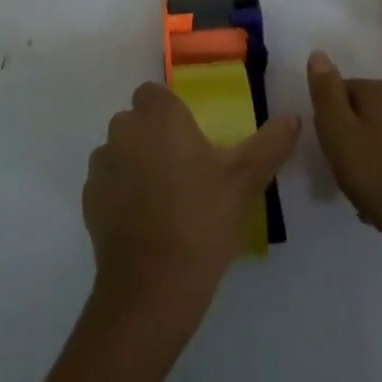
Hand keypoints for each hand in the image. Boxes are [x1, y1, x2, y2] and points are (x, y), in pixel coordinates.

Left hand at [83, 82, 299, 324]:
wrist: (151, 287)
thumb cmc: (202, 220)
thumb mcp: (245, 181)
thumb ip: (270, 143)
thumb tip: (293, 118)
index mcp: (158, 115)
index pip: (155, 94)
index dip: (172, 113)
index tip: (193, 141)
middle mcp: (123, 129)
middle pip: (137, 121)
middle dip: (155, 137)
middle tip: (186, 172)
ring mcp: (101, 164)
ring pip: (120, 150)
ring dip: (136, 163)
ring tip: (166, 201)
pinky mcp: (89, 198)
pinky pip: (107, 183)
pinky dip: (121, 193)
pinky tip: (146, 223)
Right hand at [308, 50, 381, 264]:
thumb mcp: (338, 135)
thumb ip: (326, 93)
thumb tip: (319, 54)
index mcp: (380, 90)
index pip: (342, 91)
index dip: (331, 120)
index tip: (331, 150)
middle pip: (367, 112)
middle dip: (354, 137)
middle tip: (347, 173)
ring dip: (376, 155)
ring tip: (369, 192)